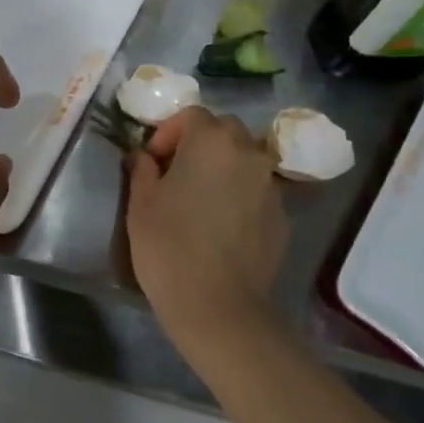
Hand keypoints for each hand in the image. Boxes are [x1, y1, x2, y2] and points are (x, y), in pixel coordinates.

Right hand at [126, 107, 287, 359]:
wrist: (218, 306)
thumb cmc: (169, 247)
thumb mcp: (140, 205)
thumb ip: (142, 170)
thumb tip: (143, 156)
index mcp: (211, 142)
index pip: (192, 115)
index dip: (168, 132)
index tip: (153, 161)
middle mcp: (248, 153)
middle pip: (224, 131)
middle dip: (200, 143)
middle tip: (177, 172)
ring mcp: (270, 185)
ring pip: (245, 160)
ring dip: (223, 167)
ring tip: (202, 198)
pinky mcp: (282, 216)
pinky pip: (258, 191)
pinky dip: (241, 195)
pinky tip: (223, 225)